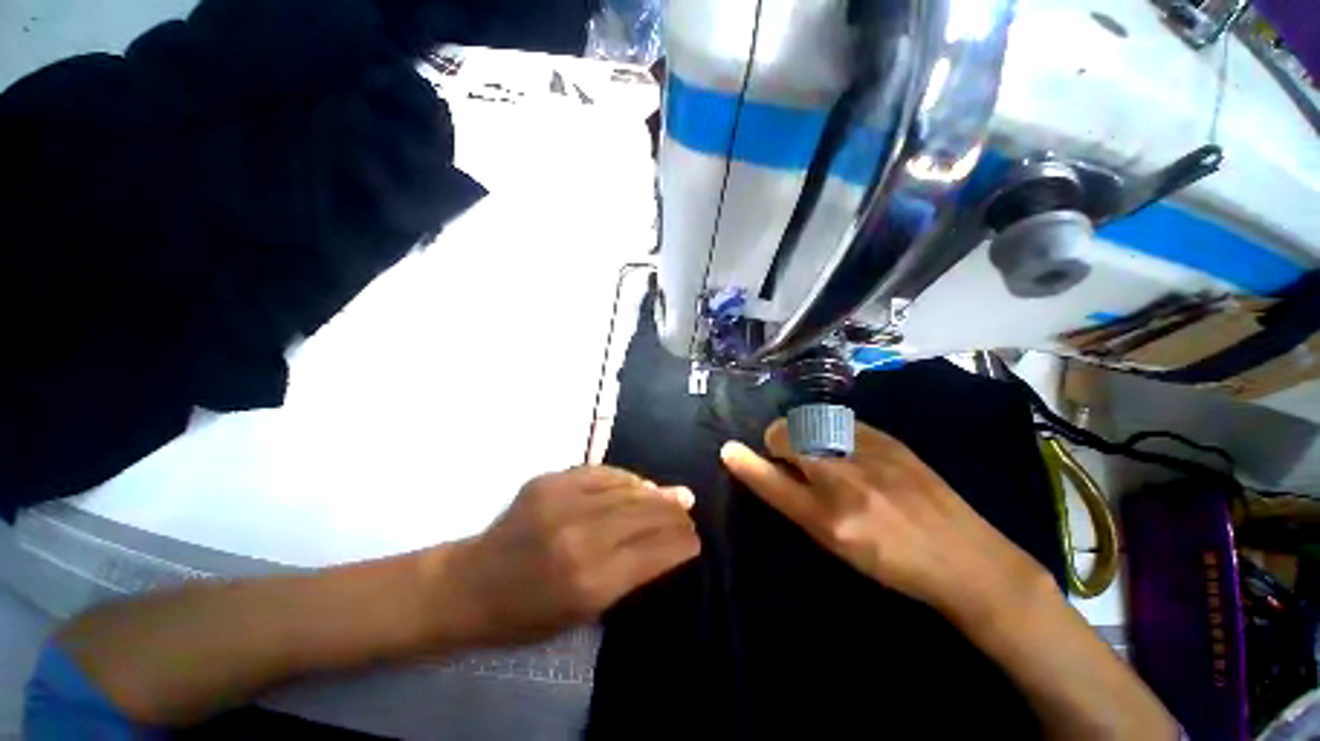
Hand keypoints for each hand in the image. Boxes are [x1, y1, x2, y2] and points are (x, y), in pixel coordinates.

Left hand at [436, 467, 699, 646]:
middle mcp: (581, 536)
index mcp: (590, 582)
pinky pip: (602, 472)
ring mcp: (563, 501)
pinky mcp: (550, 480)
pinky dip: (626, 478)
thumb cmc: (526, 614)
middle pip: (645, 514)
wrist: (469, 584)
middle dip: (675, 513)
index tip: (696, 538)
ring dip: (655, 492)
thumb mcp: (582, 614)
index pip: (655, 552)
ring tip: (672, 495)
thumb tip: (666, 544)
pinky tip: (639, 483)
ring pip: (627, 489)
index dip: (682, 542)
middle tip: (689, 508)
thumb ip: (628, 575)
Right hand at [720, 420, 1050, 627]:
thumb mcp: (838, 544)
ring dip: (802, 432)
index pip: (773, 483)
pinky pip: (840, 422)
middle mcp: (846, 482)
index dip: (746, 464)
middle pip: (789, 438)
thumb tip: (770, 468)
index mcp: (831, 520)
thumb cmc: (894, 563)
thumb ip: (799, 503)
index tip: (728, 449)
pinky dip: (829, 430)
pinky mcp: (891, 440)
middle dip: (777, 441)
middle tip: (787, 455)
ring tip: (816, 450)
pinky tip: (844, 446)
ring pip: (812, 424)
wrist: (968, 559)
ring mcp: (871, 455)